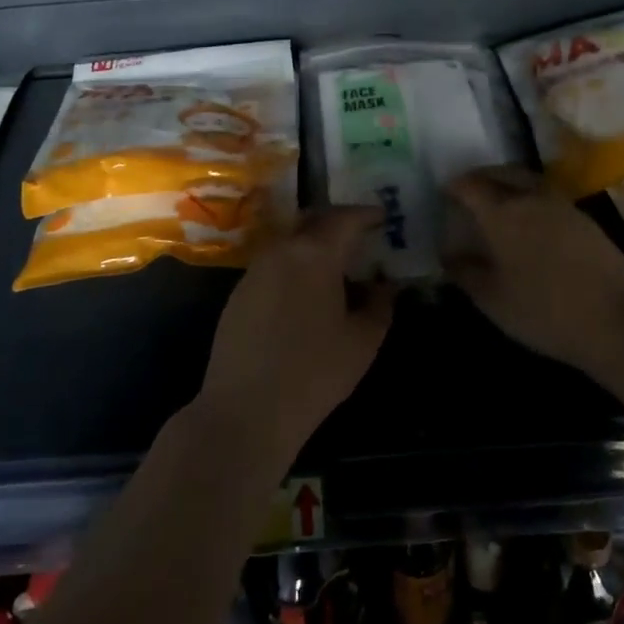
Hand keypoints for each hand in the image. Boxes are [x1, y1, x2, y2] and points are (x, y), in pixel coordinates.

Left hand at [193, 207, 394, 473]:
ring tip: (336, 265)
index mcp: (315, 253)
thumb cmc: (315, 372)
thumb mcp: (363, 340)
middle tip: (360, 234)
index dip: (367, 214)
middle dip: (338, 222)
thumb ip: (380, 304)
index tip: (383, 217)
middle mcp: (281, 250)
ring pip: (290, 242)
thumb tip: (385, 284)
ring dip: (314, 244)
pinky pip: (274, 265)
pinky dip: (294, 265)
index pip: (345, 218)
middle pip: (312, 221)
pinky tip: (306, 292)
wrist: (246, 410)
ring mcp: (255, 270)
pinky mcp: (238, 293)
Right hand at [444, 167, 623, 380]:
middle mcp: (531, 198)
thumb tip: (448, 255)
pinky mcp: (584, 219)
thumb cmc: (545, 311)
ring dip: (507, 183)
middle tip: (468, 191)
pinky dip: (529, 197)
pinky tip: (529, 221)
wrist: (618, 320)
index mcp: (502, 213)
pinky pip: (546, 195)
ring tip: (496, 202)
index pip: (470, 185)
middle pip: (501, 173)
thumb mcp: (493, 300)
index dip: (454, 186)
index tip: (443, 193)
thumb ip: (465, 273)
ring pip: (526, 180)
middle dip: (480, 177)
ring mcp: (562, 205)